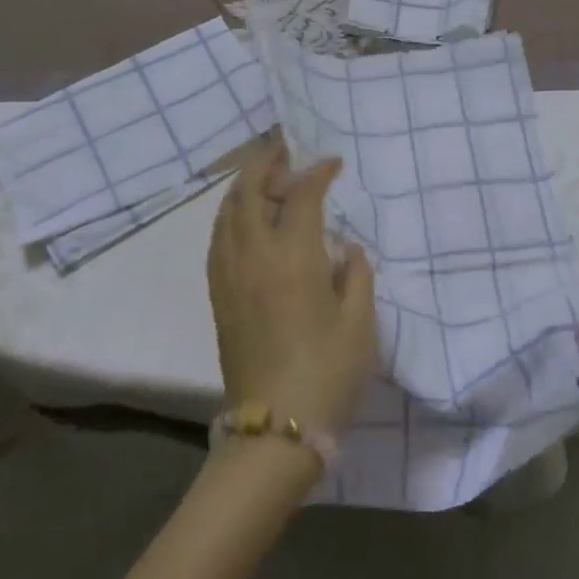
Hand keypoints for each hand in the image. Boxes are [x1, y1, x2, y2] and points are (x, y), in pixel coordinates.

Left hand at [207, 140, 376, 433]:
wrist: (275, 428)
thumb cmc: (328, 372)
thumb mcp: (360, 322)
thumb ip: (355, 274)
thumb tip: (343, 248)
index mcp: (292, 258)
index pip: (299, 195)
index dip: (316, 172)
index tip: (333, 164)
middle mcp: (253, 256)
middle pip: (248, 192)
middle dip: (265, 162)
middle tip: (284, 150)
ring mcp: (229, 276)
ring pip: (226, 213)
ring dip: (243, 186)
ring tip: (264, 178)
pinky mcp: (218, 297)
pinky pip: (218, 239)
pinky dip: (230, 216)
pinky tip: (243, 220)